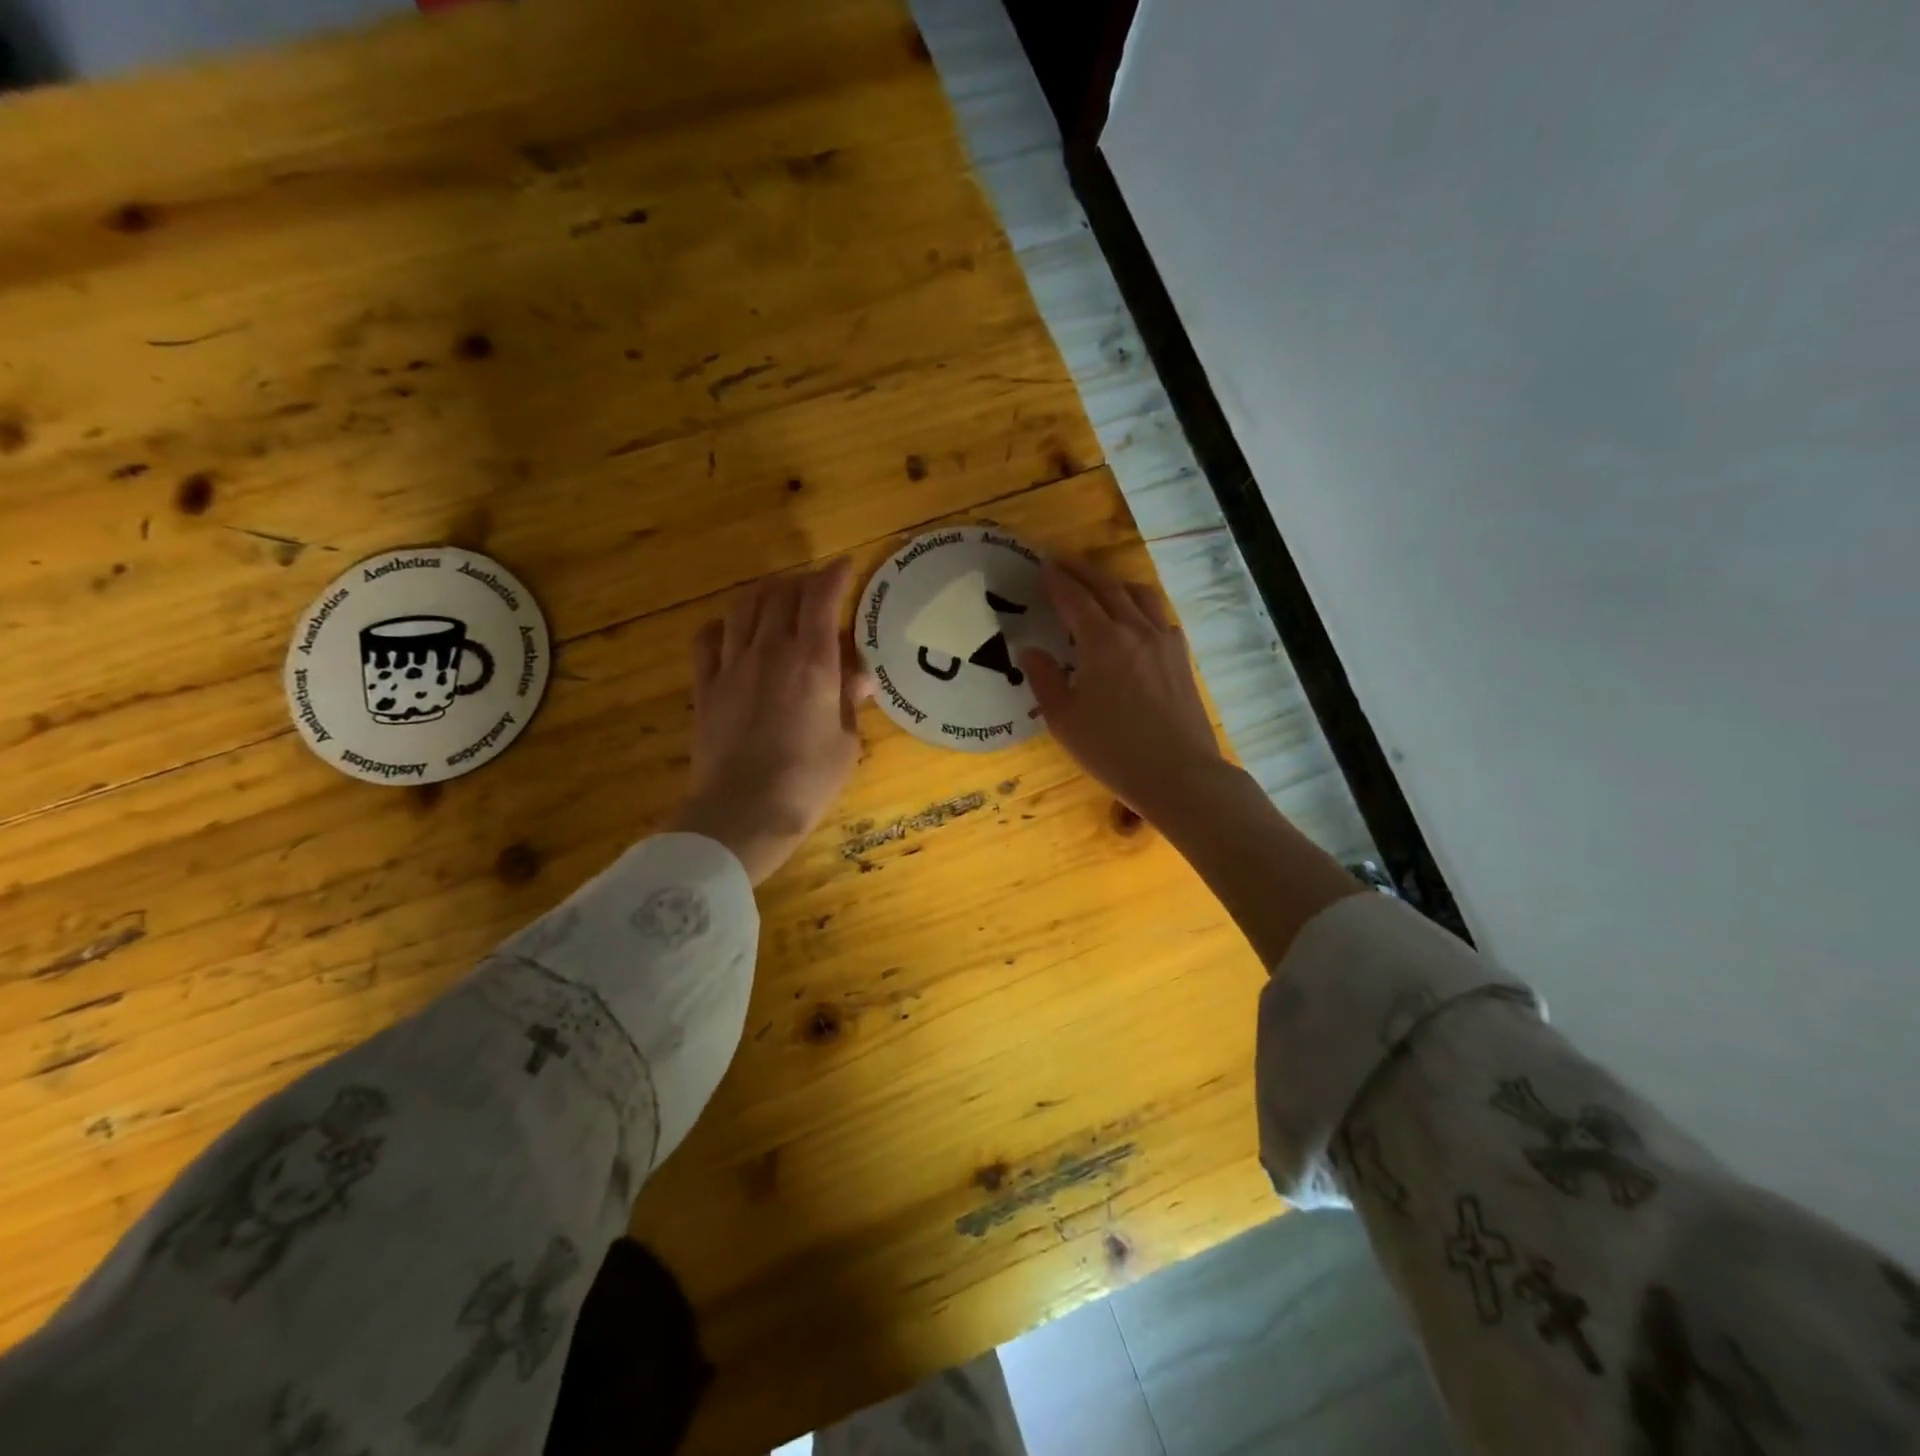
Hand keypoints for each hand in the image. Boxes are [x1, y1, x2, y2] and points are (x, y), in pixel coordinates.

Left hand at [673, 560, 871, 884]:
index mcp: (812, 663)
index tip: (846, 566)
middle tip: (817, 588)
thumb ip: (849, 701)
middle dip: (802, 581)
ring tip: (778, 599)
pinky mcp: (705, 686)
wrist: (742, 813)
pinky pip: (707, 638)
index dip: (835, 575)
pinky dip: (724, 625)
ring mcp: (731, 666)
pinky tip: (734, 632)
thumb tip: (860, 674)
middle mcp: (770, 651)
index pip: (821, 598)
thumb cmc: (807, 783)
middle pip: (781, 593)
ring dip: (764, 593)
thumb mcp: (845, 744)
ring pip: (743, 606)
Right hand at [1019, 556, 1227, 822]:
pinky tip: (1135, 620)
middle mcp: (1135, 630)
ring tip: (1100, 585)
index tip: (1043, 566)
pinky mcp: (1181, 658)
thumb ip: (1045, 679)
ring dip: (1115, 582)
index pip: (1074, 599)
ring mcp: (1164, 641)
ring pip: (1140, 596)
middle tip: (1063, 562)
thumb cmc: (1113, 751)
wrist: (1179, 774)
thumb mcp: (1064, 720)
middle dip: (1082, 571)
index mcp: (1102, 642)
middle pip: (1107, 588)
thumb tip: (1031, 651)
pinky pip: (1159, 617)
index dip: (1057, 581)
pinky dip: (1140, 606)